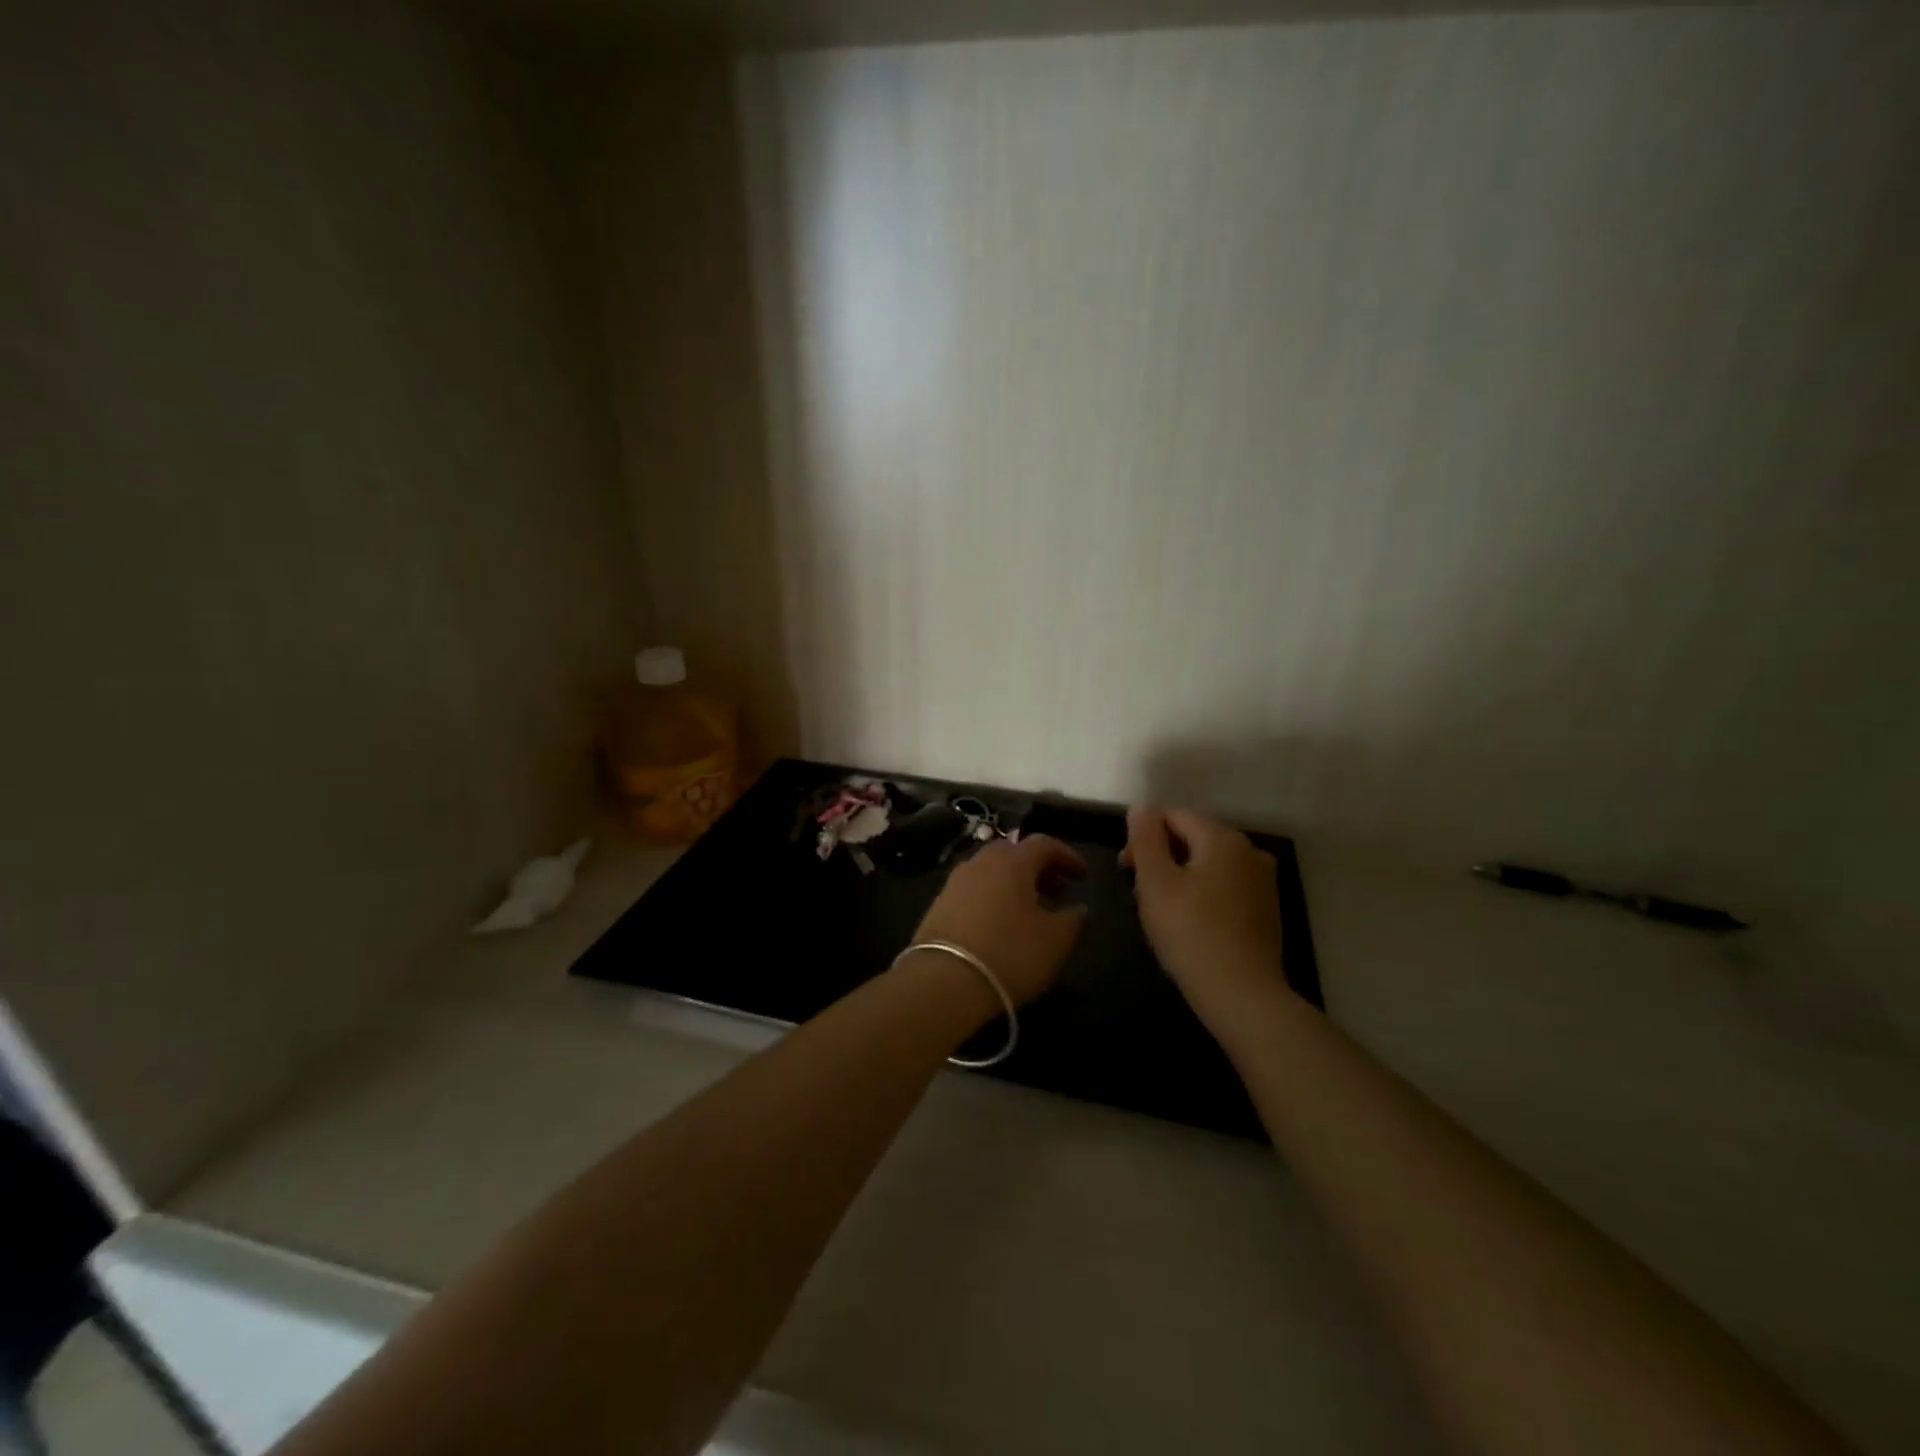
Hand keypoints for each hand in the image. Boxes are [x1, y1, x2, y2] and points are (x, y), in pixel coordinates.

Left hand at [910, 835, 1088, 1004]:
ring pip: (991, 871)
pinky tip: (999, 923)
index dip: (1066, 856)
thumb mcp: (1055, 941)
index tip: (1082, 874)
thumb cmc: (1009, 954)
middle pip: (1014, 852)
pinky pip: (973, 889)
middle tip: (1056, 890)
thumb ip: (1073, 920)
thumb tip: (1078, 909)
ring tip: (1029, 909)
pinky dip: (992, 896)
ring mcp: (955, 881)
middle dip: (1038, 867)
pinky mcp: (938, 903)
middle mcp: (981, 862)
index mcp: (1012, 862)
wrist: (943, 981)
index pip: (1044, 844)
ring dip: (1013, 882)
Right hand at [1123, 806, 1286, 1028]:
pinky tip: (1191, 923)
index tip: (1126, 870)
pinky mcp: (1266, 909)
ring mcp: (1263, 881)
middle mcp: (1249, 850)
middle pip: (1192, 838)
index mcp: (1223, 838)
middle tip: (1139, 893)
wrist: (1243, 996)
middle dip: (1161, 857)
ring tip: (1162, 911)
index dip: (1142, 837)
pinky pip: (1225, 887)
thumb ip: (1145, 838)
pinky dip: (1203, 894)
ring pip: (1208, 864)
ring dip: (1180, 877)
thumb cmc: (1191, 933)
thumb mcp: (1156, 882)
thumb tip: (1141, 807)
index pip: (1172, 816)